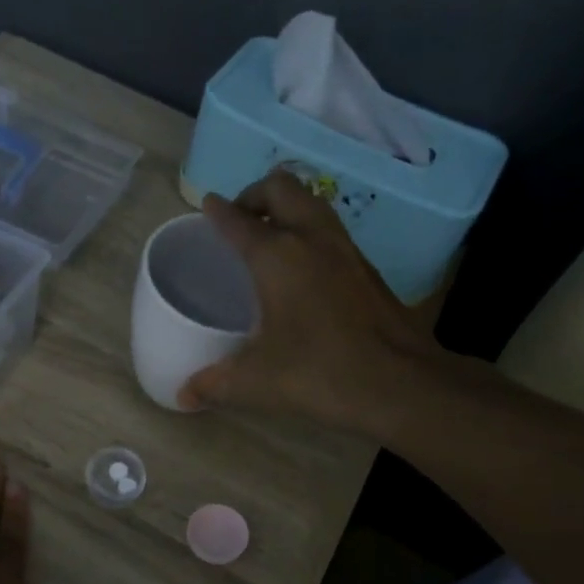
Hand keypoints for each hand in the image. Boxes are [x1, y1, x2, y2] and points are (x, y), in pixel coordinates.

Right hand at [178, 169, 440, 432]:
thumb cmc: (319, 373)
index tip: (208, 205)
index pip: (239, 221)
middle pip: (282, 188)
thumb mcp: (256, 382)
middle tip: (241, 221)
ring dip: (287, 208)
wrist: (400, 383)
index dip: (218, 211)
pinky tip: (303, 268)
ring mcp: (346, 250)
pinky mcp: (367, 268)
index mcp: (277, 256)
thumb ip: (214, 384)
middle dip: (255, 195)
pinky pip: (330, 230)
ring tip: (269, 237)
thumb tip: (183, 396)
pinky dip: (309, 231)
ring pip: (312, 203)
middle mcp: (312, 239)